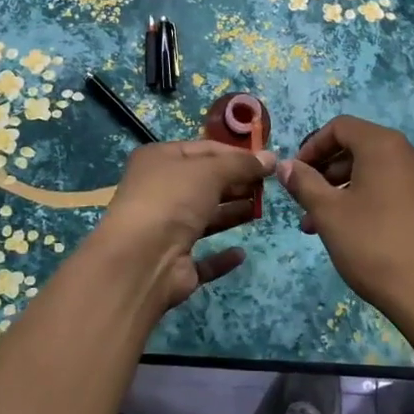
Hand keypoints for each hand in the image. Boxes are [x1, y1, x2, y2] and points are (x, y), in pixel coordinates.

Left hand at [89, 140, 276, 314]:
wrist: (142, 260)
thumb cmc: (173, 200)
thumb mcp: (210, 171)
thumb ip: (242, 164)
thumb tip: (271, 158)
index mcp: (159, 160)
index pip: (204, 149)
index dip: (235, 154)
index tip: (266, 161)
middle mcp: (159, 192)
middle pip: (205, 183)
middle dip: (236, 182)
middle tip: (267, 186)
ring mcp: (165, 229)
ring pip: (205, 218)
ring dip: (232, 213)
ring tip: (260, 210)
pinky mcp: (174, 263)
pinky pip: (203, 258)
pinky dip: (221, 257)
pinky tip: (240, 253)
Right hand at [275, 116, 413, 342]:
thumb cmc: (375, 247)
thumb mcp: (329, 214)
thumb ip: (304, 183)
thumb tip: (286, 165)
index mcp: (386, 145)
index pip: (341, 127)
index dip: (313, 147)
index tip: (295, 175)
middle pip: (361, 148)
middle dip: (327, 174)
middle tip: (306, 205)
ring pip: (378, 172)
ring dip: (347, 190)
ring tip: (323, 226)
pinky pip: (398, 188)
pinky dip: (373, 199)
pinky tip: (357, 232)